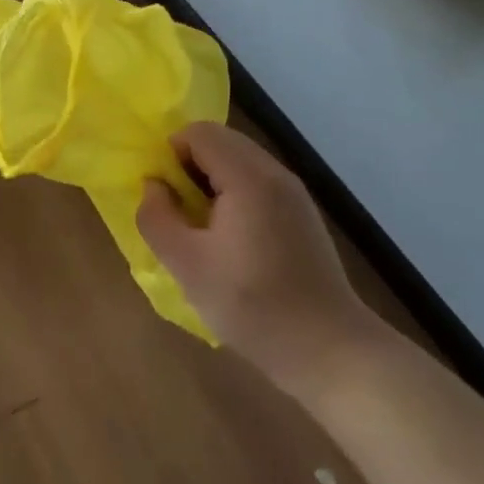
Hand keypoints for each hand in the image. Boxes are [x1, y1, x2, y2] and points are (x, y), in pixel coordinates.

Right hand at [137, 122, 387, 398]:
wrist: (331, 351)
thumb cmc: (253, 305)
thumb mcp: (187, 266)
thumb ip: (157, 218)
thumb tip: (153, 186)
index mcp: (248, 177)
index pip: (198, 132)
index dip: (170, 154)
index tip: (162, 195)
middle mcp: (274, 173)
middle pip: (220, 141)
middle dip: (189, 166)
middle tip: (177, 211)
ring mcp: (294, 193)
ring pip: (239, 161)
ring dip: (211, 181)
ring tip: (201, 228)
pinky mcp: (302, 214)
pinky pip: (257, 182)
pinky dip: (234, 194)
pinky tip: (231, 241)